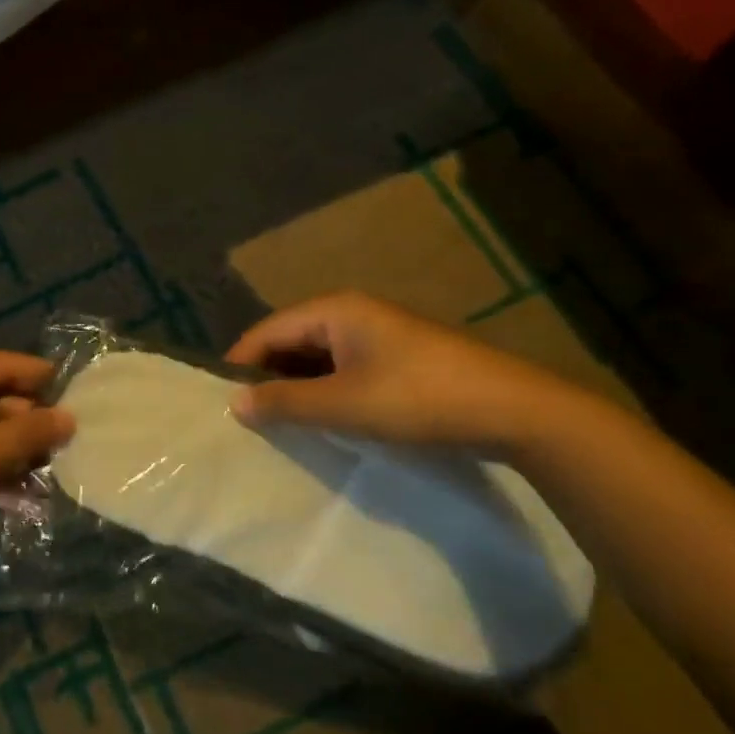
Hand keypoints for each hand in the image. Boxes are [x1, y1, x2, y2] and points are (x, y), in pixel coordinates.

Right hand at [225, 291, 579, 451]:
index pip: (267, 330)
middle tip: (248, 417)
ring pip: (318, 357)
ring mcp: (379, 335)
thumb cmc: (417, 398)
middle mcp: (353, 313)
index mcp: (335, 310)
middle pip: (291, 340)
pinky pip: (344, 368)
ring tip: (279, 423)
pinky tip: (322, 418)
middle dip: (267, 376)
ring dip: (297, 386)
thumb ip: (285, 402)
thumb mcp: (343, 404)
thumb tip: (235, 403)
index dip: (240, 365)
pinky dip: (325, 390)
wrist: (513, 410)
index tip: (221, 403)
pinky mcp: (399, 358)